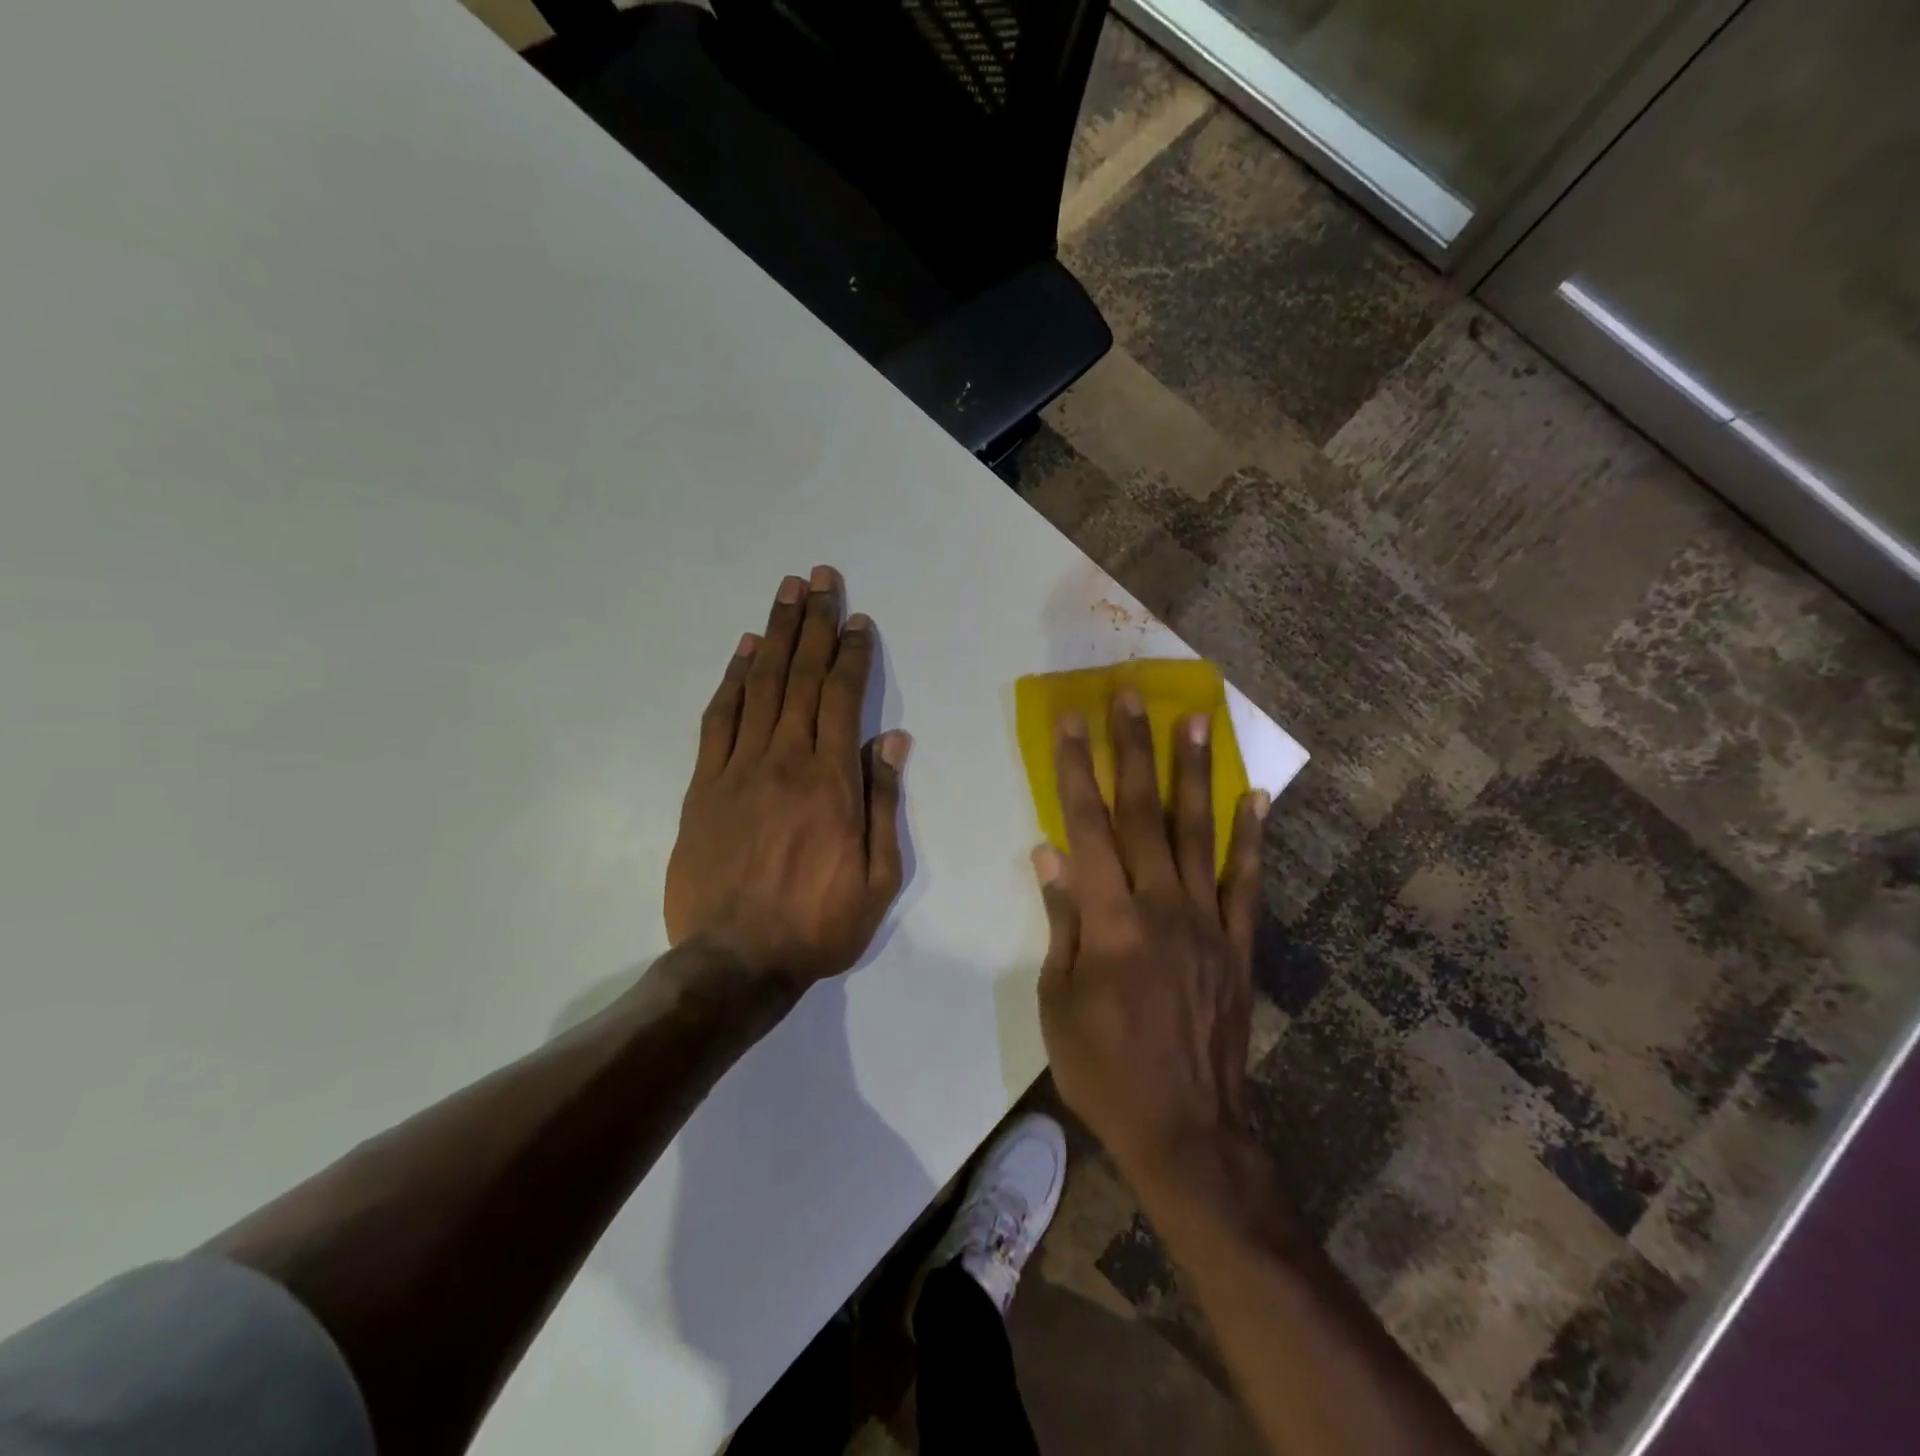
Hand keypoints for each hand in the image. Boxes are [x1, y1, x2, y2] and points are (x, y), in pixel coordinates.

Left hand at [665, 567, 909, 987]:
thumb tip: (890, 740)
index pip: (843, 698)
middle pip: (801, 676)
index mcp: (831, 781)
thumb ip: (883, 803)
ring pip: (761, 686)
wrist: (734, 962)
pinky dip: (733, 679)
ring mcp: (738, 769)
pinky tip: (745, 651)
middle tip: (819, 577)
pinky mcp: (702, 785)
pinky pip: (719, 720)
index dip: (852, 654)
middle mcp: (785, 760)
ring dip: (776, 634)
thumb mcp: (877, 877)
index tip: (858, 620)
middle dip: (814, 623)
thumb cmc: (818, 924)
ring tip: (787, 593)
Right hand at [1034, 692, 1268, 1181]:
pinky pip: (1246, 881)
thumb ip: (1061, 921)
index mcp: (1109, 920)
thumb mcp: (1058, 1001)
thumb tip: (1049, 854)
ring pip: (1196, 832)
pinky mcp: (1239, 944)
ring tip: (1196, 719)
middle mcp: (1161, 906)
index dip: (1075, 770)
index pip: (1087, 826)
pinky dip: (1251, 836)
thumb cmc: (1104, 1069)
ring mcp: (1207, 921)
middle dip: (1132, 749)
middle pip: (1142, 812)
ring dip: (1194, 772)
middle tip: (1131, 695)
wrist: (1186, 1129)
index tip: (1069, 722)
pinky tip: (1256, 795)